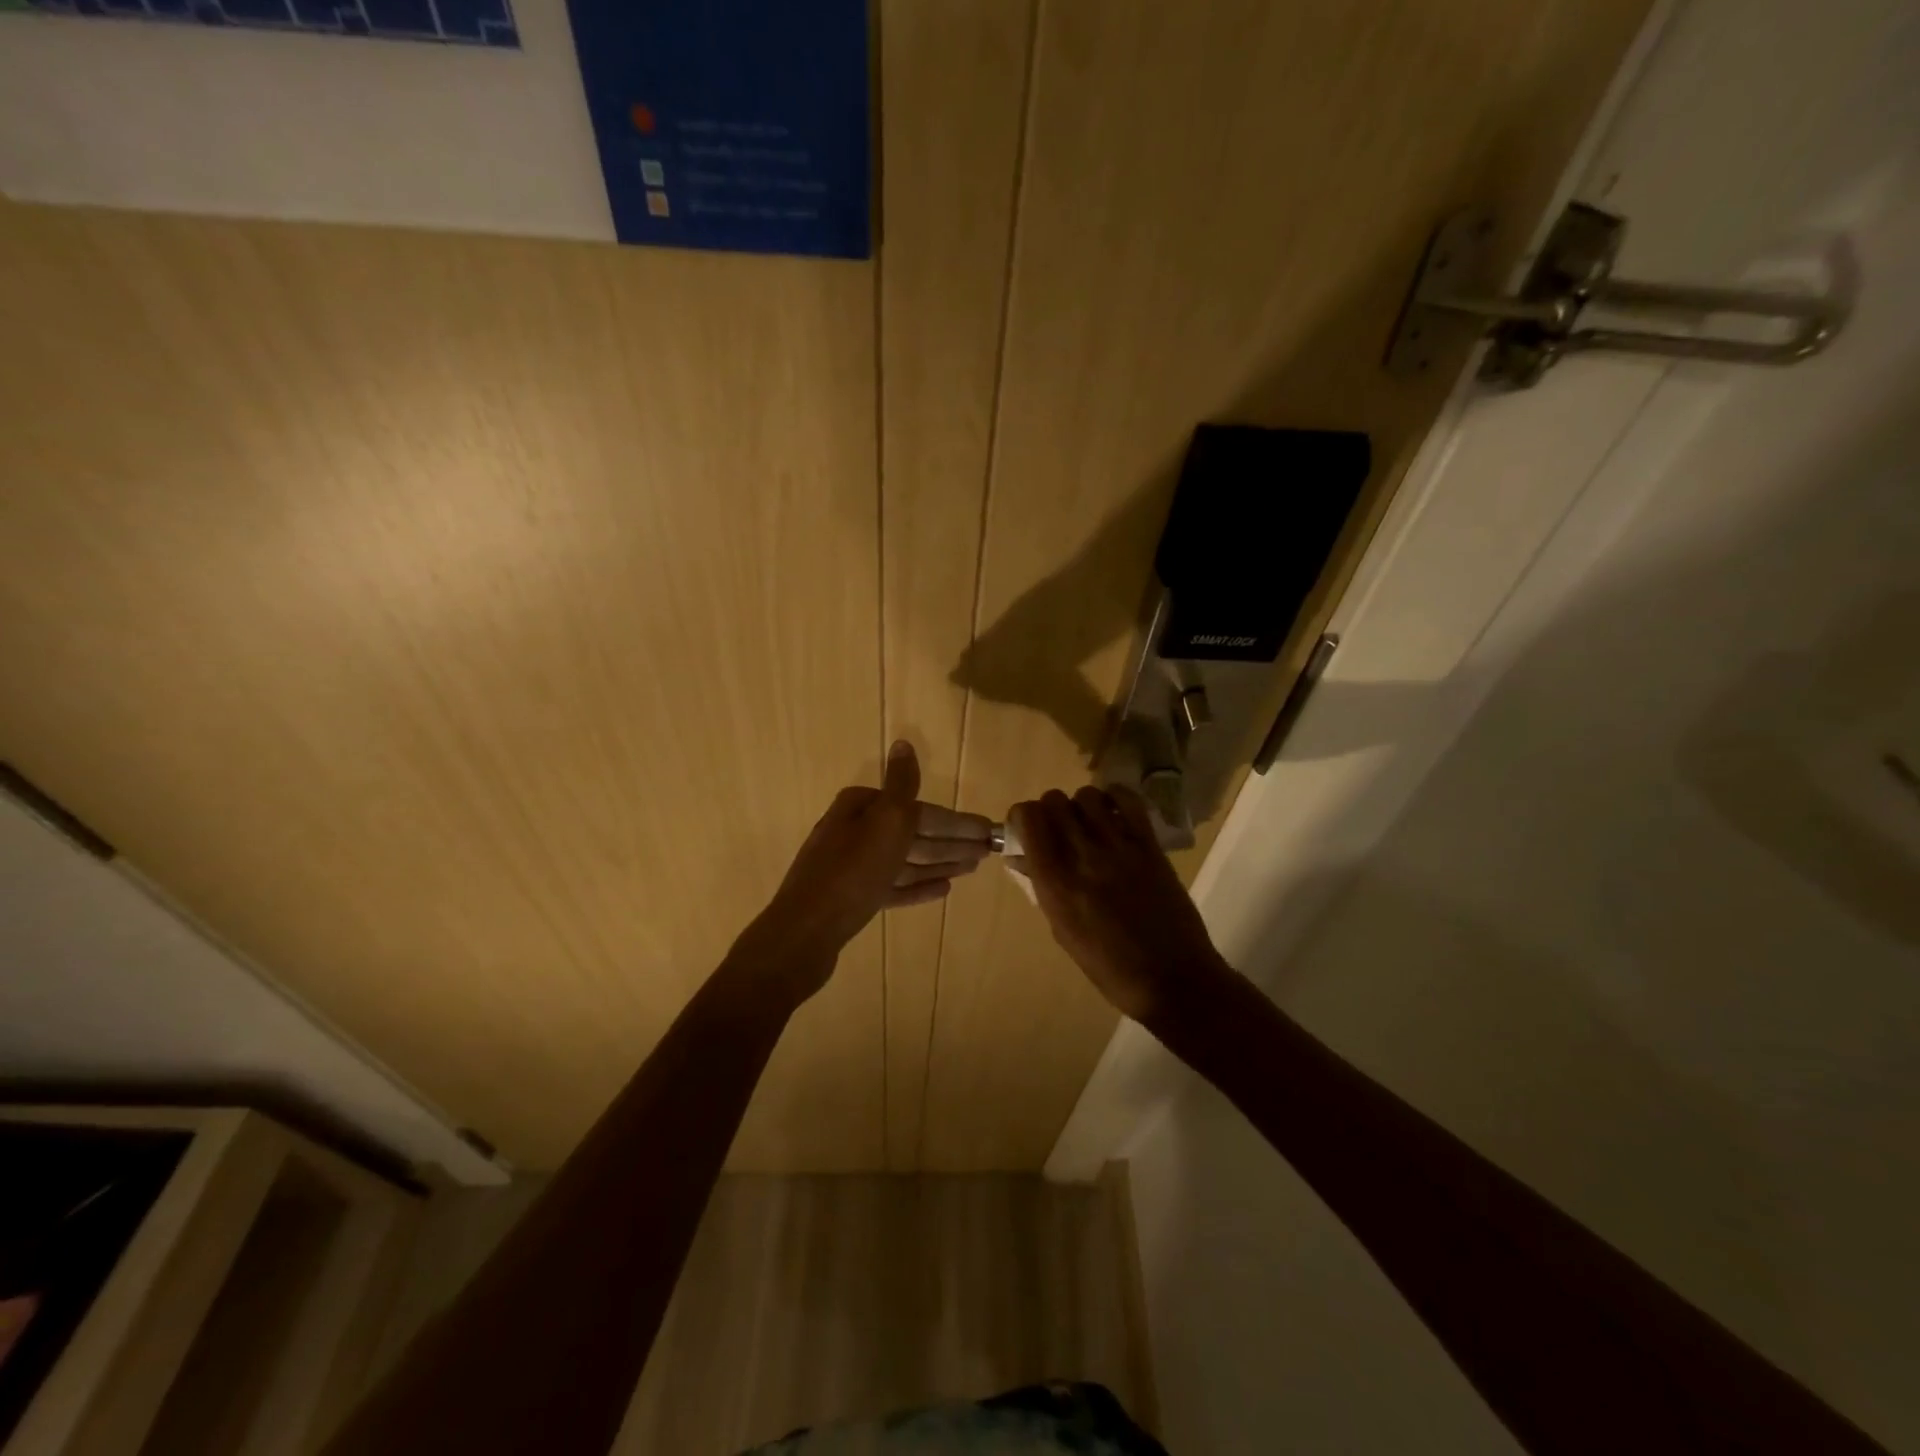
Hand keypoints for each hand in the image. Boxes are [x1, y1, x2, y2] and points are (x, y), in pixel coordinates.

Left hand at [732, 742, 991, 1004]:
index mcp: (861, 808)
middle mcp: (854, 831)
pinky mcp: (852, 898)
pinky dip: (917, 886)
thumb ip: (901, 784)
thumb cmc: (852, 872)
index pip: (919, 811)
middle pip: (913, 834)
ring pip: (905, 860)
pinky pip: (893, 887)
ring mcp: (852, 867)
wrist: (805, 932)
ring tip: (971, 868)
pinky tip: (943, 889)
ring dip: (939, 862)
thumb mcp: (884, 821)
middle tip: (987, 852)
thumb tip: (903, 743)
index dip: (956, 822)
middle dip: (951, 842)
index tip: (987, 833)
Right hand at [1011, 786, 1229, 1024]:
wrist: (1171, 979)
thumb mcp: (1063, 931)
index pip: (1028, 819)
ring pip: (1087, 796)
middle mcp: (1082, 857)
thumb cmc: (1109, 967)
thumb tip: (1024, 858)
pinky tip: (1114, 813)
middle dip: (1050, 809)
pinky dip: (1115, 797)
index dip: (1023, 817)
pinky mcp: (1149, 845)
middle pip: (1054, 801)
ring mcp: (1118, 847)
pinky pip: (1128, 801)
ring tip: (1088, 823)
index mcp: (1054, 883)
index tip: (1028, 828)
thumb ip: (1043, 888)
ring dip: (1081, 805)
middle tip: (1058, 828)